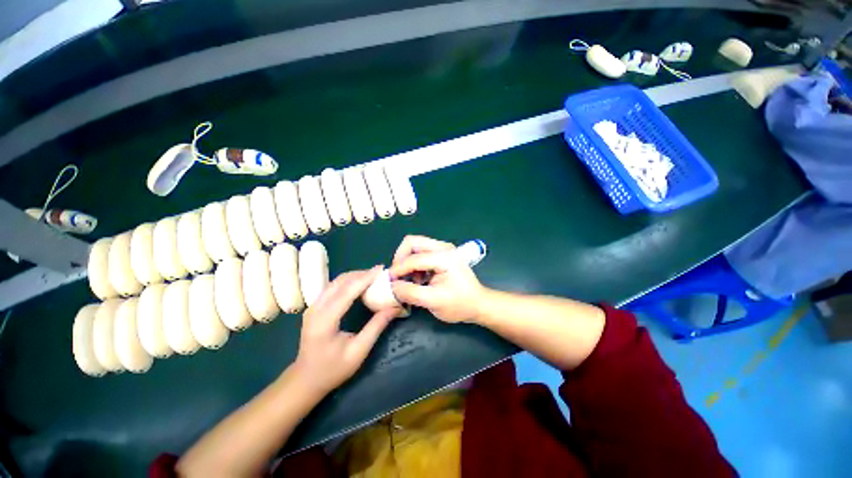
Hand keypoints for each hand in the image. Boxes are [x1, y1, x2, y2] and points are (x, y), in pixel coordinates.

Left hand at [293, 267, 401, 395]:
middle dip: (362, 274)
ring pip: (336, 281)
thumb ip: (377, 326)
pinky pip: (333, 286)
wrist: (306, 379)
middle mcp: (316, 308)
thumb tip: (395, 307)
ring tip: (373, 276)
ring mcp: (313, 306)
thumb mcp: (359, 351)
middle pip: (340, 281)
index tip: (381, 269)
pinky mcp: (315, 306)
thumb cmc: (333, 369)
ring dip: (355, 276)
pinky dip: (349, 281)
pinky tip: (360, 284)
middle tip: (380, 272)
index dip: (365, 278)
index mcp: (325, 321)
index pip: (347, 291)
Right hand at [389, 235, 484, 322]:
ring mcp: (443, 249)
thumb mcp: (433, 301)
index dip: (398, 269)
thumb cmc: (459, 304)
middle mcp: (443, 247)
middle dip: (401, 258)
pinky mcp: (442, 255)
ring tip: (410, 280)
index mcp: (444, 257)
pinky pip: (421, 253)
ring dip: (408, 261)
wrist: (478, 304)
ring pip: (415, 246)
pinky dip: (414, 264)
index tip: (389, 281)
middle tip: (397, 275)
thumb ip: (410, 292)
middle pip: (412, 242)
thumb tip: (392, 285)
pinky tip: (418, 279)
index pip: (414, 258)